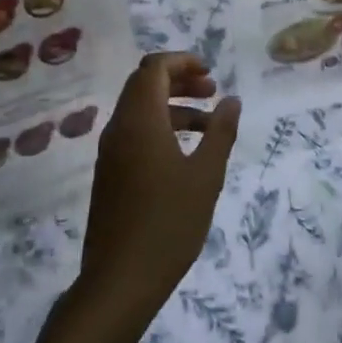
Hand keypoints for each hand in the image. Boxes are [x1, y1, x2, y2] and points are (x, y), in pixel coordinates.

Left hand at [78, 53, 241, 326]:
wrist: (119, 281)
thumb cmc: (168, 224)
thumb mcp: (206, 176)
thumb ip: (221, 133)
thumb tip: (232, 100)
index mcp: (139, 121)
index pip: (153, 68)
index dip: (182, 61)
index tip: (211, 72)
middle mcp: (119, 128)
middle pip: (144, 84)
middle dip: (179, 80)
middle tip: (212, 91)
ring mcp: (110, 152)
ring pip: (140, 110)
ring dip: (173, 106)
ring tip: (209, 125)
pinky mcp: (109, 174)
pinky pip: (135, 133)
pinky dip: (161, 128)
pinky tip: (186, 153)